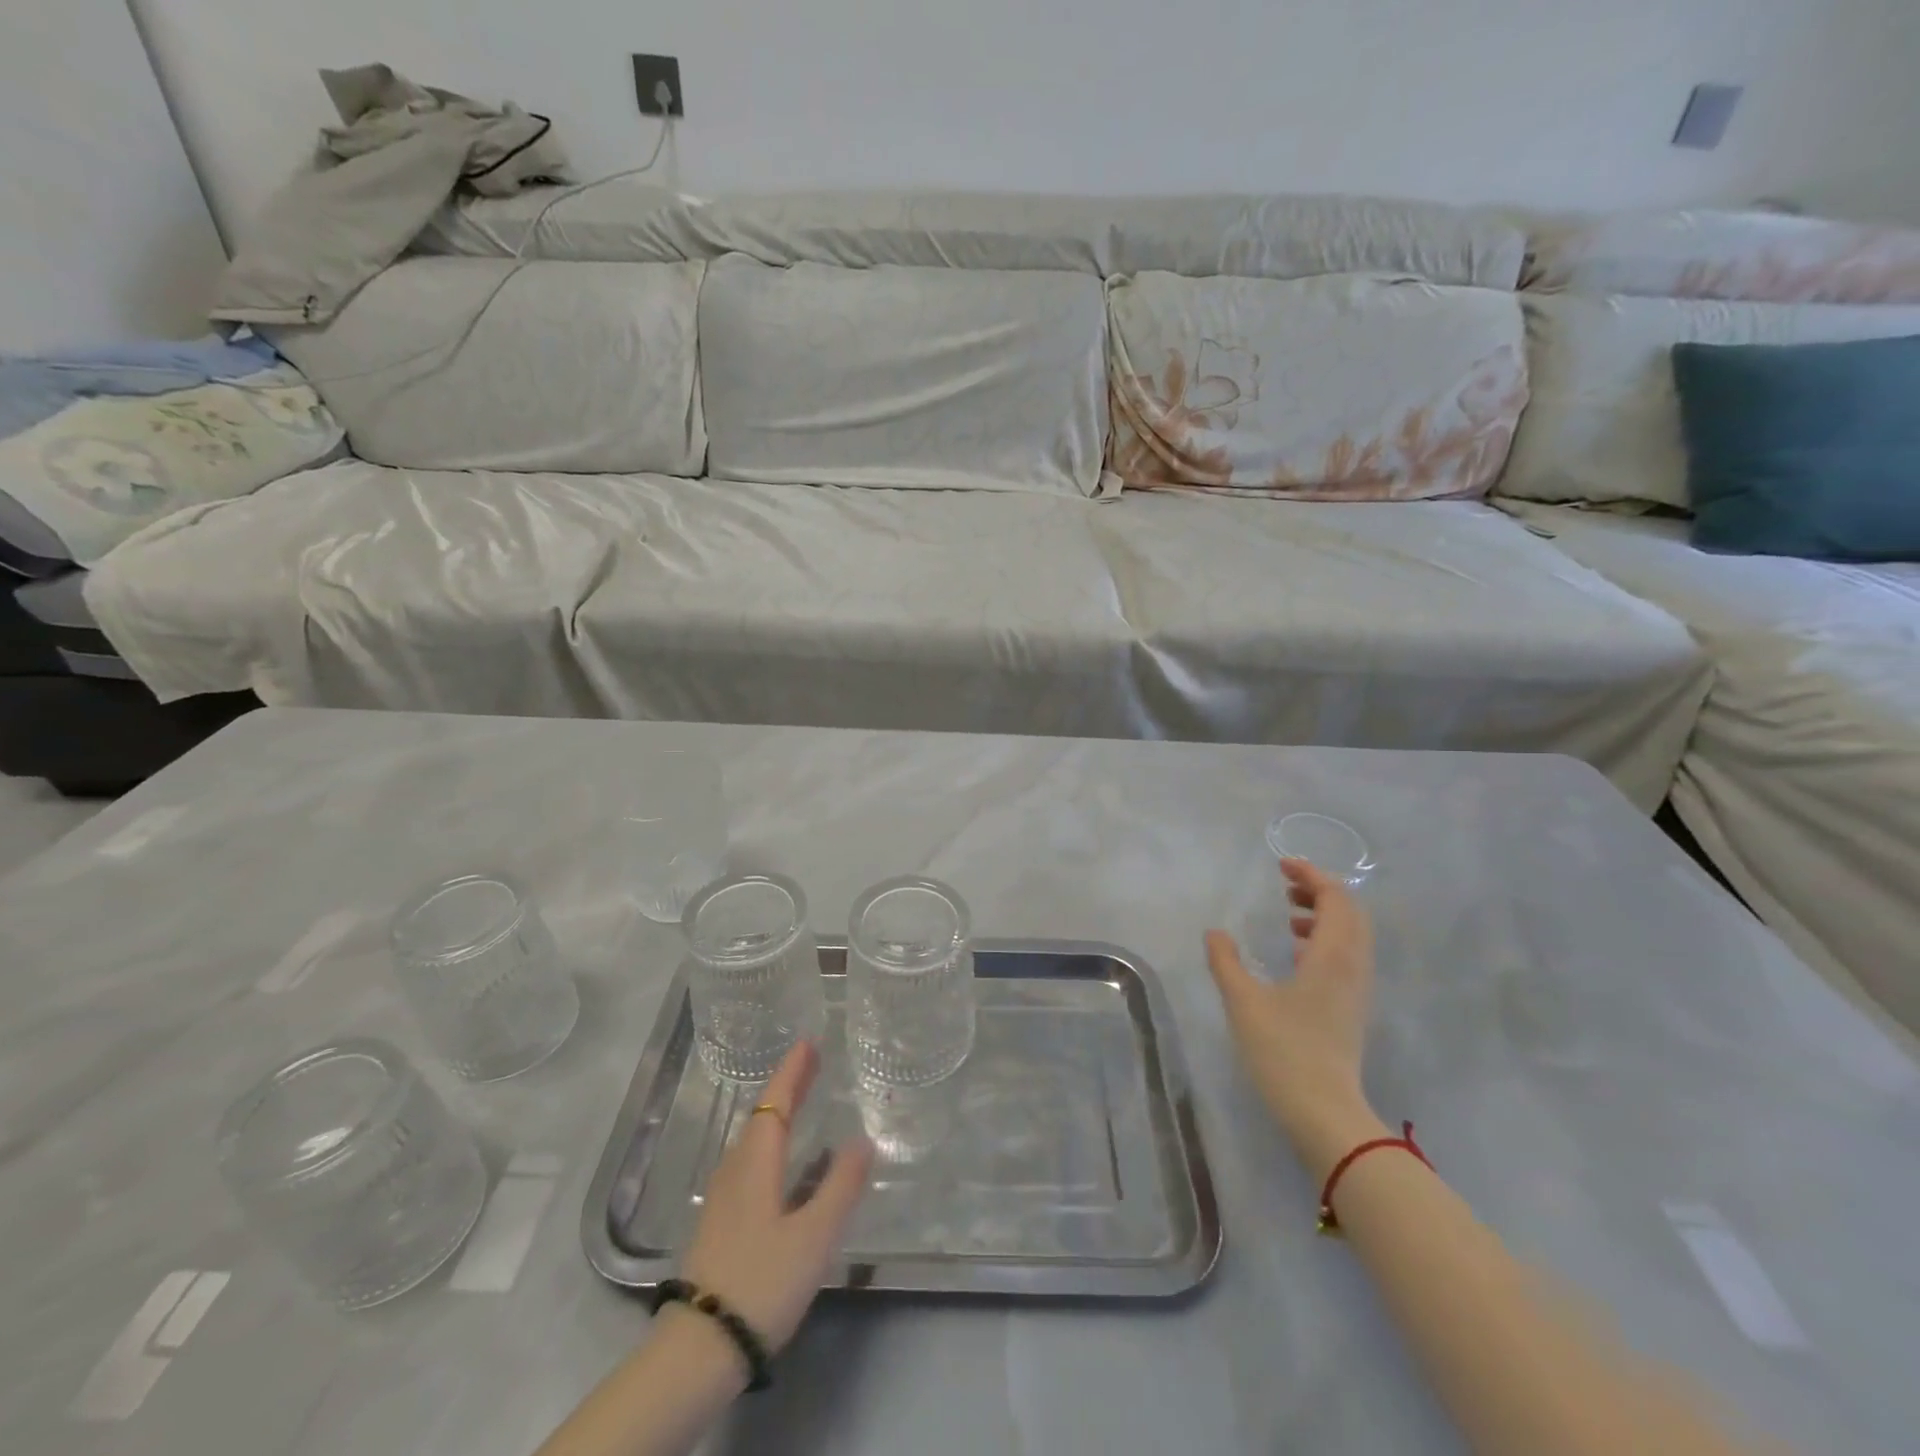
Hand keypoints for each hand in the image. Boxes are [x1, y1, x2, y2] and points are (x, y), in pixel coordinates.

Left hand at [681, 1041, 873, 1352]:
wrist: (700, 1349)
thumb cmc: (762, 1281)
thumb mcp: (813, 1236)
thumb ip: (840, 1186)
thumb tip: (862, 1141)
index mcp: (756, 1163)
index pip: (776, 1103)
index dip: (793, 1071)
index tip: (808, 1042)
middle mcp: (736, 1170)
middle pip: (764, 1117)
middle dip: (788, 1087)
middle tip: (812, 1062)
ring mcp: (724, 1198)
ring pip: (754, 1140)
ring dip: (779, 1115)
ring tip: (802, 1102)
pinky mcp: (722, 1223)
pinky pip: (751, 1162)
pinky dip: (772, 1144)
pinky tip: (786, 1164)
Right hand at [1206, 859, 1382, 1177]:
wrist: (1324, 1113)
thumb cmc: (1283, 1051)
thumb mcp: (1243, 1001)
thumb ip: (1225, 961)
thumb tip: (1215, 933)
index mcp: (1332, 956)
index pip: (1335, 898)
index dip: (1312, 875)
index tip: (1281, 865)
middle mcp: (1352, 966)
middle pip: (1350, 912)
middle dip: (1320, 890)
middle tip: (1286, 884)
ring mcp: (1356, 989)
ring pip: (1351, 935)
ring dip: (1324, 915)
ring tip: (1288, 915)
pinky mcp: (1351, 1007)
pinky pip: (1346, 956)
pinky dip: (1325, 940)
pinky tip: (1295, 954)